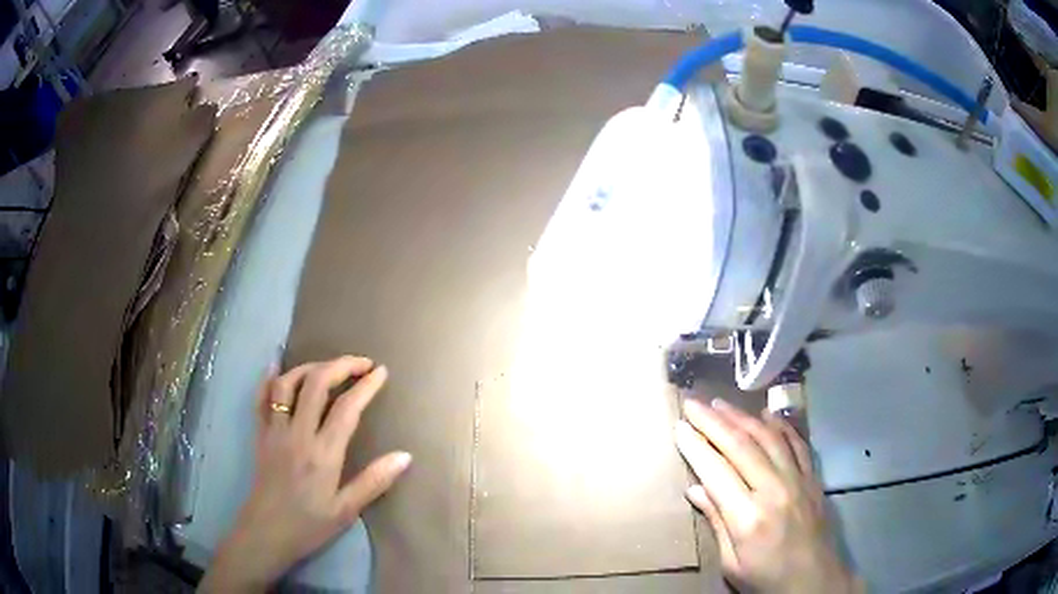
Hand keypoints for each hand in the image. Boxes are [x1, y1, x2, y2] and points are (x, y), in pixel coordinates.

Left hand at [199, 356, 411, 592]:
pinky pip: (261, 397)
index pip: (347, 408)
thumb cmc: (309, 525)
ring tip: (328, 367)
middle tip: (361, 363)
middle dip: (341, 365)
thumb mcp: (346, 511)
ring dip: (309, 367)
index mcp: (323, 453)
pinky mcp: (260, 433)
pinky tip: (277, 366)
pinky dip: (269, 377)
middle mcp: (298, 433)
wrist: (266, 532)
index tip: (381, 372)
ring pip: (287, 383)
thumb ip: (374, 481)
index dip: (366, 385)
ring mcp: (275, 430)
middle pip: (316, 383)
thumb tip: (405, 456)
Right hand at [675, 398, 859, 593]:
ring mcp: (797, 479)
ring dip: (742, 416)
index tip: (679, 427)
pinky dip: (780, 425)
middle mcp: (774, 490)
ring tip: (721, 403)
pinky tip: (766, 414)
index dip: (695, 446)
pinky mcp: (812, 477)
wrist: (813, 580)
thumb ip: (716, 522)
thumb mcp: (731, 562)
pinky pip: (796, 443)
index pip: (716, 471)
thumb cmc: (765, 578)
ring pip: (767, 437)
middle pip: (740, 445)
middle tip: (693, 404)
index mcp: (748, 517)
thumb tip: (694, 490)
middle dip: (713, 422)